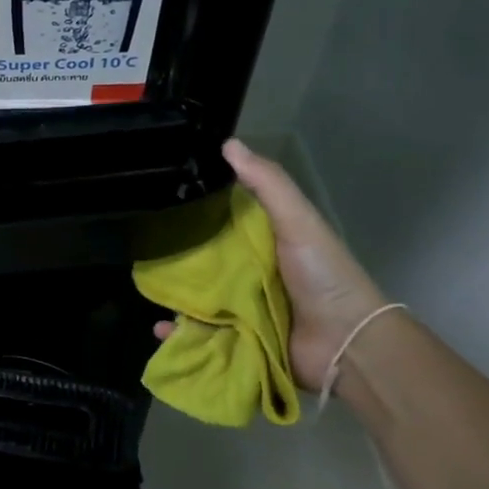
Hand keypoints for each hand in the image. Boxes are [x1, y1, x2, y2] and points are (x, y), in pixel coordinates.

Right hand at [156, 139, 388, 390]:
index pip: (223, 223)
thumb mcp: (298, 220)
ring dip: (175, 300)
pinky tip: (162, 330)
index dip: (197, 213)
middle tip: (142, 253)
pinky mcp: (240, 342)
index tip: (163, 201)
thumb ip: (268, 183)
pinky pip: (203, 336)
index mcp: (266, 243)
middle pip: (206, 264)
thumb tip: (228, 144)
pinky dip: (182, 335)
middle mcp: (253, 275)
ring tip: (147, 294)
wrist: (346, 343)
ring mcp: (245, 311)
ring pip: (200, 300)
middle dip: (177, 262)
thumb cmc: (323, 276)